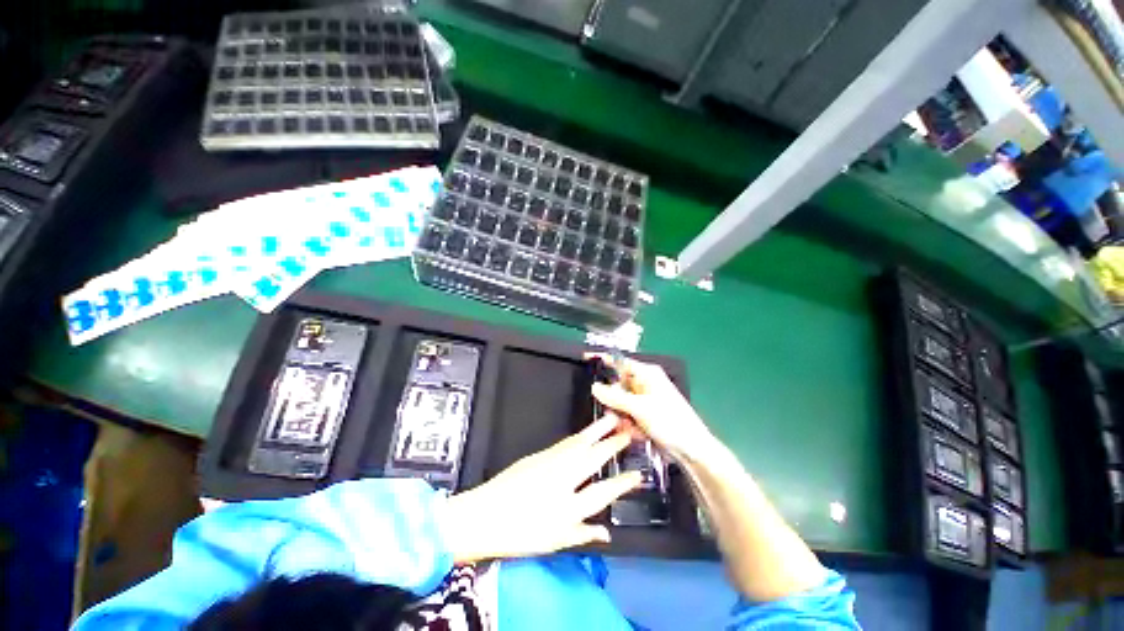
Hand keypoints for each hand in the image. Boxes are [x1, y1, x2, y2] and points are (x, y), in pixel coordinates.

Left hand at [441, 414, 641, 563]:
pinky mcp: (540, 454)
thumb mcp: (555, 541)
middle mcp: (564, 478)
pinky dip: (580, 436)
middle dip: (613, 442)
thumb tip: (606, 533)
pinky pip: (566, 442)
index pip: (604, 491)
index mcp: (570, 505)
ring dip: (597, 430)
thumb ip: (583, 534)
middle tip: (629, 428)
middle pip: (594, 457)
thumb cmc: (520, 533)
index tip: (638, 474)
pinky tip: (585, 433)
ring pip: (580, 443)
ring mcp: (551, 462)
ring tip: (611, 418)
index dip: (623, 482)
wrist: (484, 514)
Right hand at [586, 354, 715, 463]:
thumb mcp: (640, 408)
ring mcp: (645, 400)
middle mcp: (645, 383)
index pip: (620, 362)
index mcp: (647, 374)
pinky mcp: (645, 414)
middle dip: (614, 401)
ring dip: (621, 415)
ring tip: (630, 427)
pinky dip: (629, 424)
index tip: (586, 357)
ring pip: (620, 402)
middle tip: (616, 414)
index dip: (603, 360)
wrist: (691, 449)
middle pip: (618, 385)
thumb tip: (594, 386)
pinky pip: (628, 414)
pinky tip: (638, 433)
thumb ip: (615, 397)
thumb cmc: (670, 422)